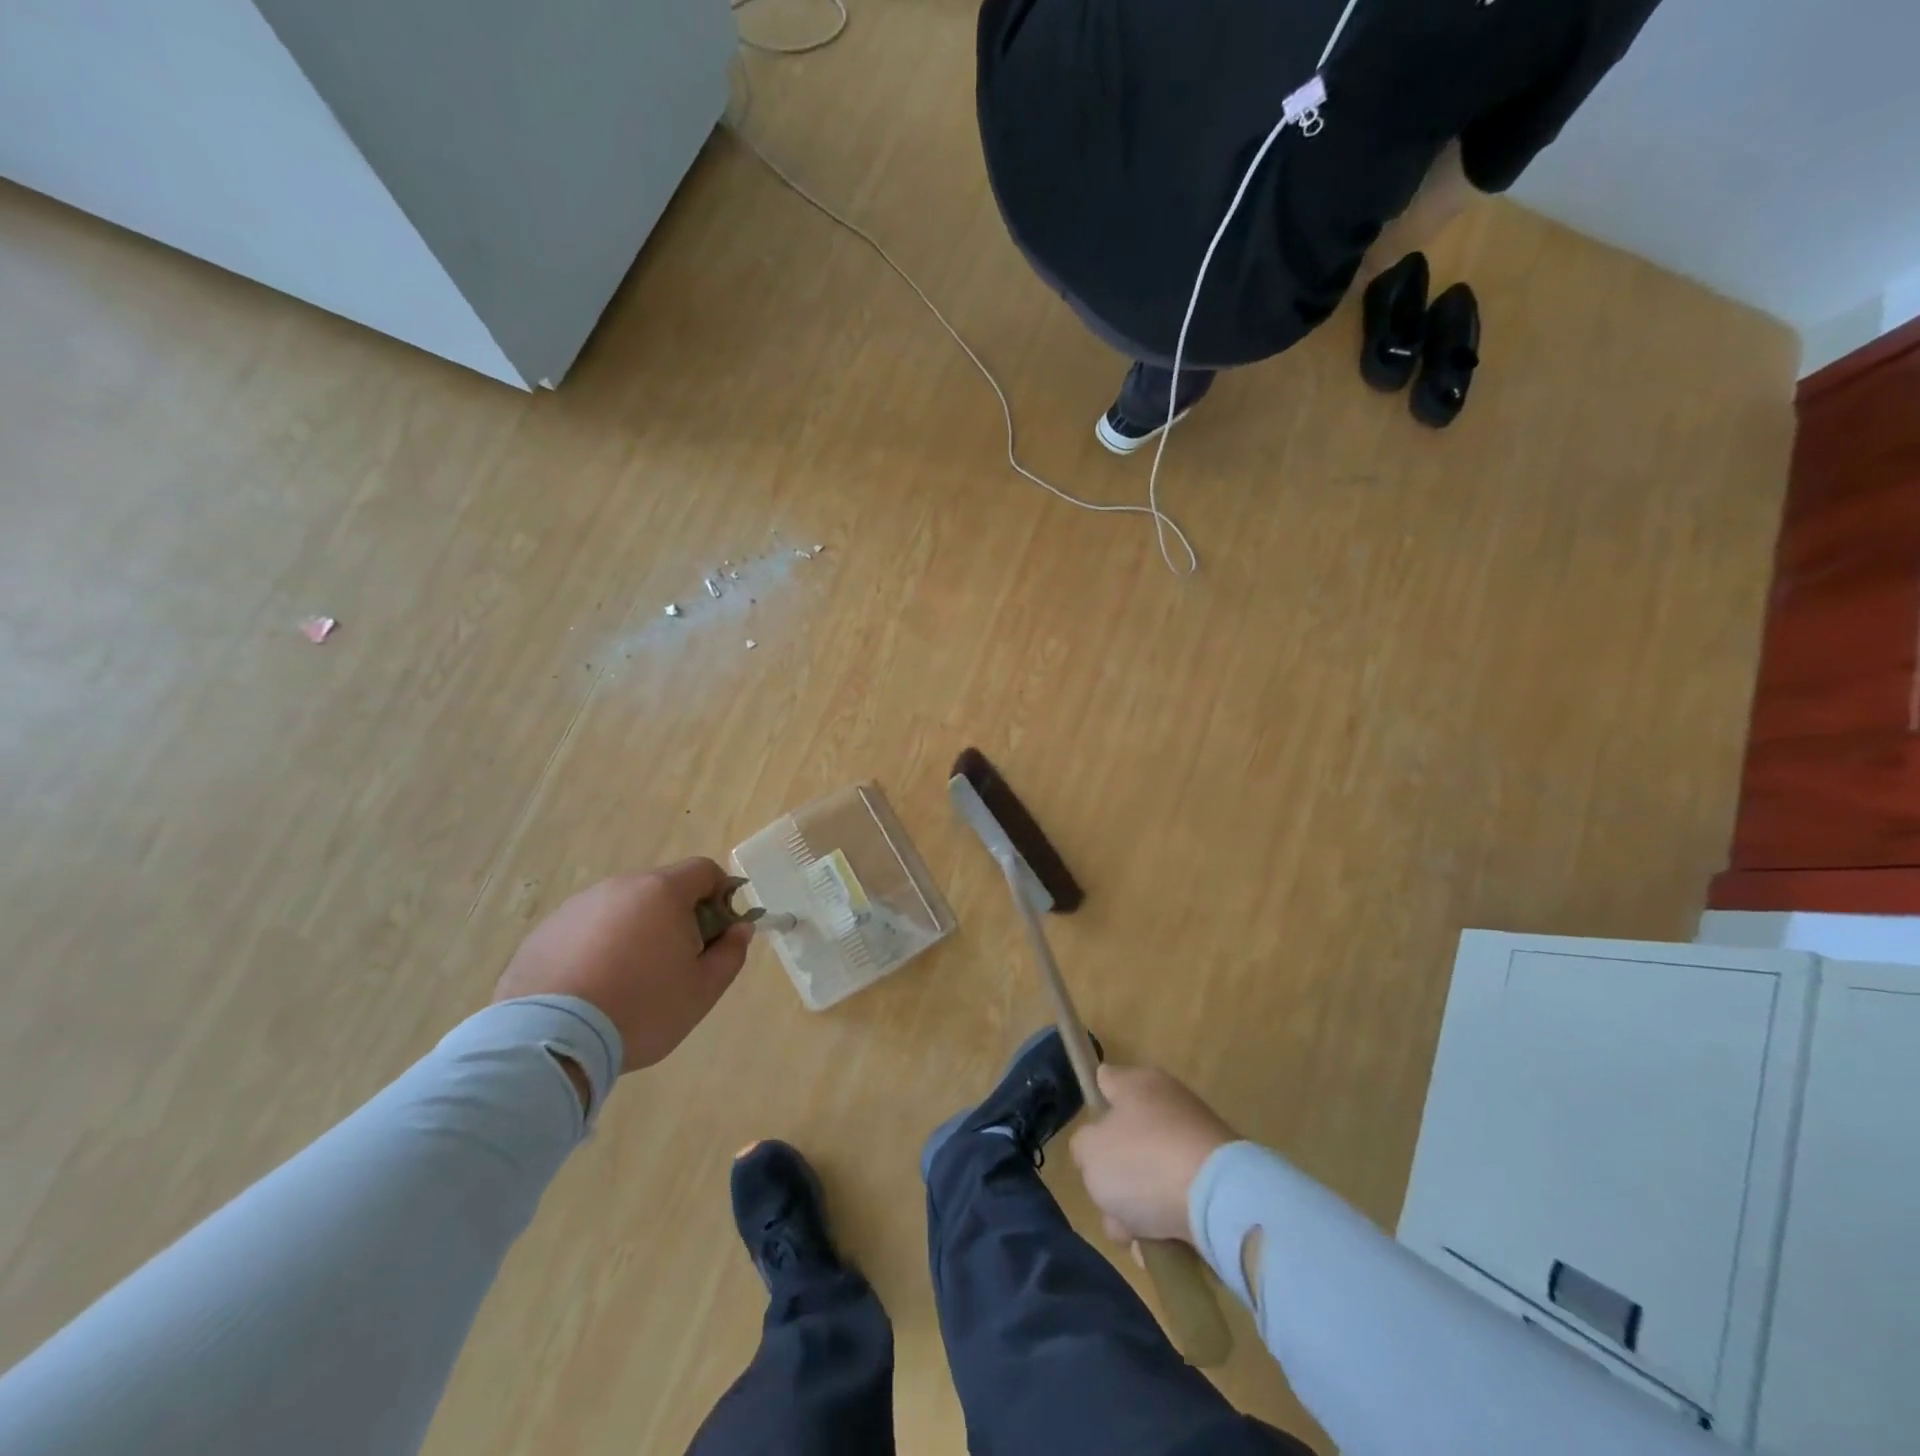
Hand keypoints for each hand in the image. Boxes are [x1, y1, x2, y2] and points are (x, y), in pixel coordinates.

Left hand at [492, 859, 750, 1071]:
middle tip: (676, 962)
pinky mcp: (544, 933)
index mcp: (662, 892)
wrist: (549, 1040)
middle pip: (661, 888)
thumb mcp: (702, 990)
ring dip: (635, 931)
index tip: (718, 930)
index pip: (703, 870)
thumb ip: (730, 953)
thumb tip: (739, 929)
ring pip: (621, 909)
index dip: (720, 893)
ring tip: (628, 981)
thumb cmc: (641, 1009)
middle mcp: (619, 887)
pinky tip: (592, 988)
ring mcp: (576, 907)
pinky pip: (585, 930)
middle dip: (676, 916)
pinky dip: (597, 948)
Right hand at [1069, 1064, 1238, 1245]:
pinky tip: (1162, 1249)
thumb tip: (1098, 1153)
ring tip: (1137, 1238)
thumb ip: (1083, 1148)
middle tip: (1110, 1204)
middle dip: (1114, 1179)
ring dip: (1138, 1210)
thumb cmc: (1143, 1162)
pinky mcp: (1218, 1180)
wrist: (1220, 1201)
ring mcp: (1197, 1142)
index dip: (1093, 1106)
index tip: (1089, 1139)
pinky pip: (1179, 1201)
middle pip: (1126, 1141)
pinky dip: (1168, 1224)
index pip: (1106, 1080)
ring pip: (1151, 1177)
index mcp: (1138, 1084)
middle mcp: (1169, 1104)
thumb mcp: (1089, 1152)